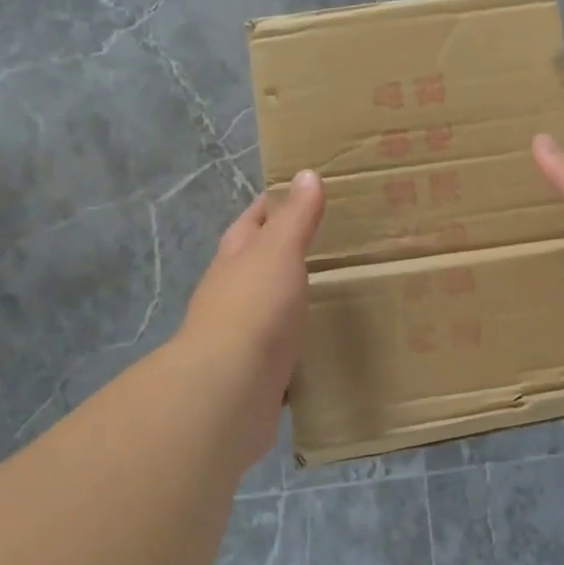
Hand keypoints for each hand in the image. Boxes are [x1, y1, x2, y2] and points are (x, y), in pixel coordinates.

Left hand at [171, 169, 324, 466]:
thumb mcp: (278, 252)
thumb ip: (295, 217)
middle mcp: (232, 295)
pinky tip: (323, 347)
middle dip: (284, 253)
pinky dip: (299, 345)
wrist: (229, 390)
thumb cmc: (254, 308)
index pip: (252, 222)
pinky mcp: (257, 374)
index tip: (301, 193)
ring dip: (292, 300)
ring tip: (334, 292)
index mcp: (235, 260)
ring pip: (270, 309)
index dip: (272, 205)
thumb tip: (306, 174)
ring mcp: (242, 337)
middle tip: (329, 244)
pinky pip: (283, 351)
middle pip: (257, 265)